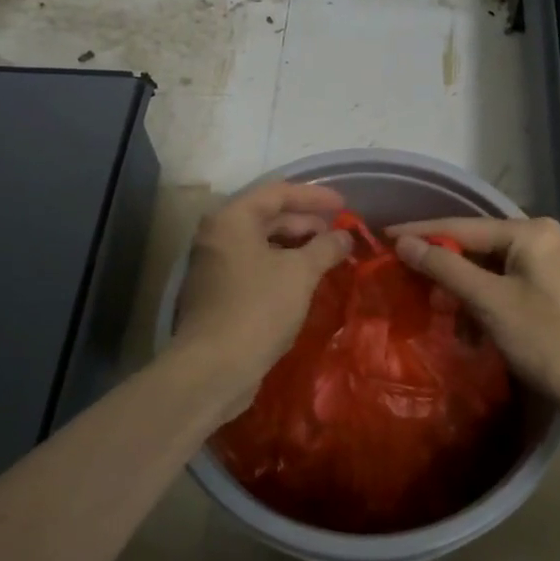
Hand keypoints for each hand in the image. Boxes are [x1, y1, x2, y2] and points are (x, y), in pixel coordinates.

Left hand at [171, 182, 353, 419]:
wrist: (214, 367)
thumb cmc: (258, 308)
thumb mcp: (300, 273)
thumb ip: (326, 248)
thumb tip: (345, 236)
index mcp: (232, 219)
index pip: (277, 193)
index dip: (314, 196)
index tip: (344, 205)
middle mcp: (218, 235)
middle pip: (267, 216)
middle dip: (306, 222)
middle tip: (339, 235)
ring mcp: (215, 265)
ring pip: (262, 243)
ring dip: (296, 247)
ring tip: (328, 257)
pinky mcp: (219, 292)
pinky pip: (256, 266)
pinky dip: (282, 266)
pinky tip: (306, 280)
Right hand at [390, 215, 559, 426]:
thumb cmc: (547, 339)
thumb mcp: (490, 301)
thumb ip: (445, 268)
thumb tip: (404, 244)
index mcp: (529, 232)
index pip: (461, 226)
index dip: (420, 233)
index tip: (383, 237)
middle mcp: (539, 240)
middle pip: (474, 245)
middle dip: (441, 265)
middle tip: (402, 275)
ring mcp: (546, 266)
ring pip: (486, 269)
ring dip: (460, 290)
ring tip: (433, 307)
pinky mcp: (546, 292)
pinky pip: (501, 287)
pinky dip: (480, 303)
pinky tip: (465, 327)